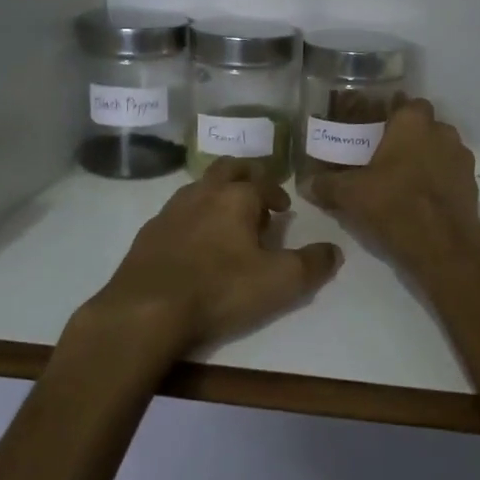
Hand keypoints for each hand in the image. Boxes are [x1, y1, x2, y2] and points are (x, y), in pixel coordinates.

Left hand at [78, 159, 343, 354]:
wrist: (145, 311)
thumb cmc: (219, 289)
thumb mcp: (279, 282)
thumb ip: (312, 264)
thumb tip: (335, 251)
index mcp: (236, 196)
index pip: (264, 182)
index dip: (277, 194)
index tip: (284, 211)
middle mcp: (203, 192)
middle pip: (228, 168)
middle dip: (246, 177)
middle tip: (256, 200)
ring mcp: (171, 210)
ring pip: (199, 187)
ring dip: (217, 196)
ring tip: (226, 224)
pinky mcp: (148, 233)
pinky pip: (176, 213)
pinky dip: (191, 219)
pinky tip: (193, 246)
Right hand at [305, 98, 479, 281]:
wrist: (444, 248)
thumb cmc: (395, 205)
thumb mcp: (350, 195)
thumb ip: (326, 184)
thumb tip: (305, 182)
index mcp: (414, 122)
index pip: (404, 103)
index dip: (388, 115)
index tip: (371, 130)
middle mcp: (443, 131)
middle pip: (421, 126)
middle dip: (404, 139)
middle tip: (381, 158)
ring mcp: (461, 158)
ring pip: (437, 150)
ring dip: (422, 159)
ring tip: (398, 181)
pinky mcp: (471, 184)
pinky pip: (448, 173)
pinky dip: (435, 181)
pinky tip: (417, 200)